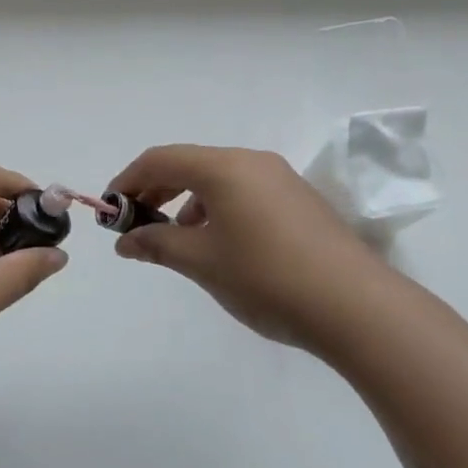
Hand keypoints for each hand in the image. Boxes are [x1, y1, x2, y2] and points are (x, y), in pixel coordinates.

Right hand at [107, 144, 400, 358]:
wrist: (357, 308)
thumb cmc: (266, 277)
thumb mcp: (201, 262)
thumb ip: (157, 244)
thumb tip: (125, 242)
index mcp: (224, 167)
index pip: (160, 160)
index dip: (128, 180)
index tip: (110, 210)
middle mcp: (252, 162)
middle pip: (189, 164)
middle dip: (156, 190)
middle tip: (135, 222)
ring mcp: (281, 179)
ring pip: (218, 178)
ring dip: (187, 201)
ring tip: (177, 238)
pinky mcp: (299, 201)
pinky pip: (244, 192)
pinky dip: (217, 208)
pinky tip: (219, 244)